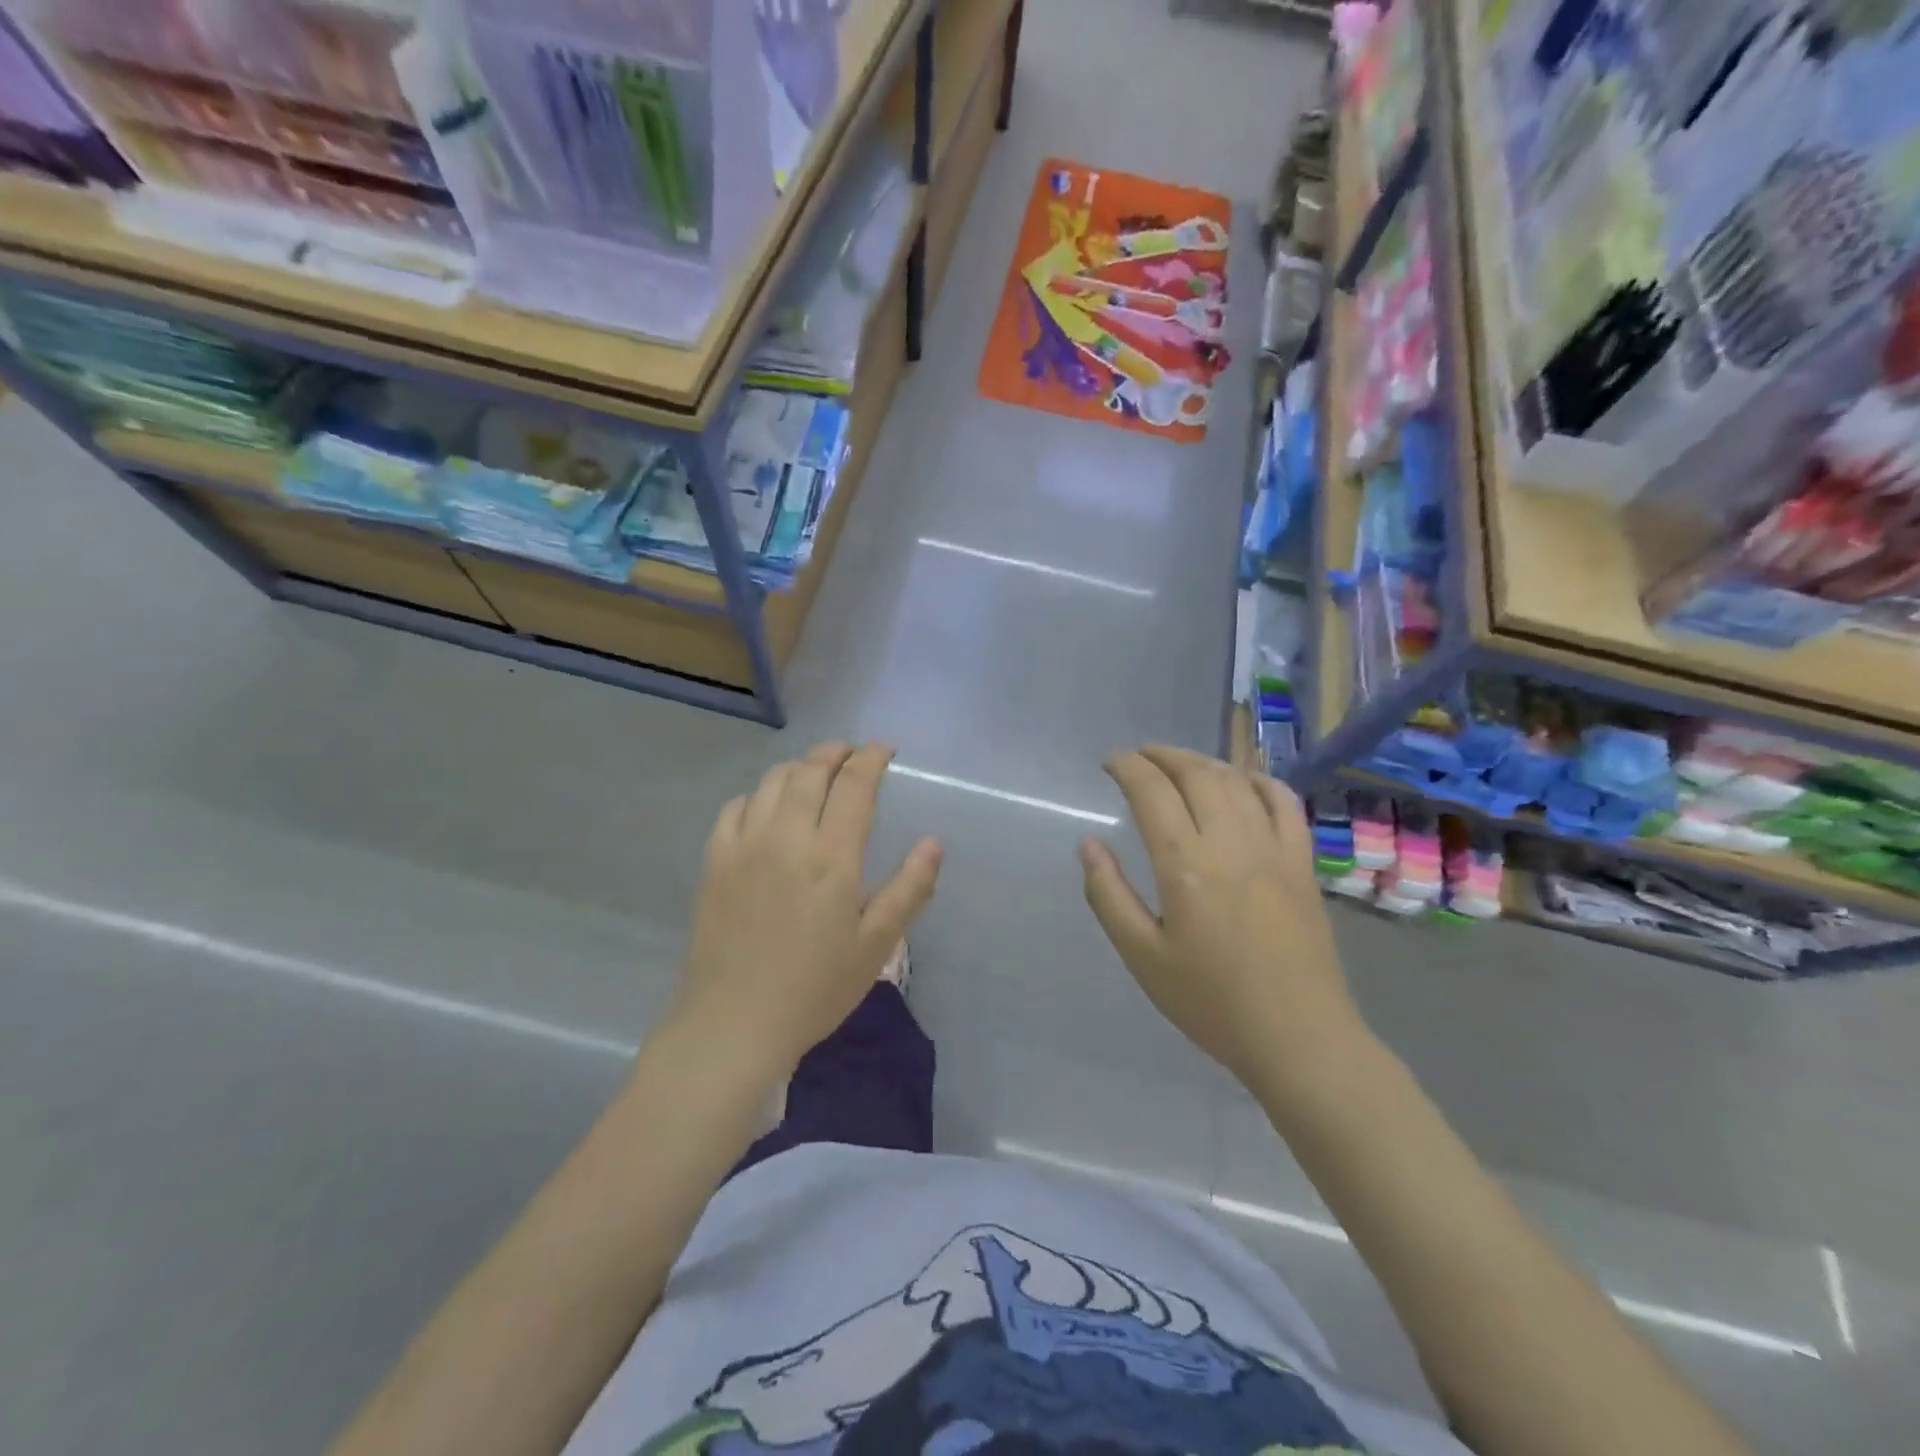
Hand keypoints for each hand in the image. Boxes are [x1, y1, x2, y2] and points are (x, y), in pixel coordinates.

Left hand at [672, 742, 942, 1080]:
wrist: (733, 1024)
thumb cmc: (815, 988)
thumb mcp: (876, 945)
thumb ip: (909, 888)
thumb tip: (933, 841)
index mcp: (832, 856)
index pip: (854, 785)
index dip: (871, 759)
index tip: (884, 750)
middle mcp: (786, 837)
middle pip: (810, 771)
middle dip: (835, 752)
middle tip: (852, 753)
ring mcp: (744, 845)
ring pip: (771, 781)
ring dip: (799, 767)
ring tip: (815, 773)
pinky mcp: (714, 861)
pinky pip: (735, 807)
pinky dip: (758, 793)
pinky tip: (767, 807)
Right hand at [1080, 746, 1366, 1087]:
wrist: (1298, 1038)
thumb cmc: (1211, 1002)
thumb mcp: (1142, 957)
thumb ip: (1109, 895)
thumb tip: (1088, 844)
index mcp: (1186, 866)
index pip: (1153, 792)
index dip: (1128, 767)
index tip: (1110, 763)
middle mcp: (1231, 844)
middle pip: (1196, 774)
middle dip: (1162, 755)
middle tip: (1138, 757)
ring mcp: (1274, 849)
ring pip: (1236, 782)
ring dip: (1202, 762)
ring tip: (1178, 764)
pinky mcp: (1303, 864)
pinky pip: (1284, 803)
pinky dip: (1259, 780)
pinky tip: (1242, 781)